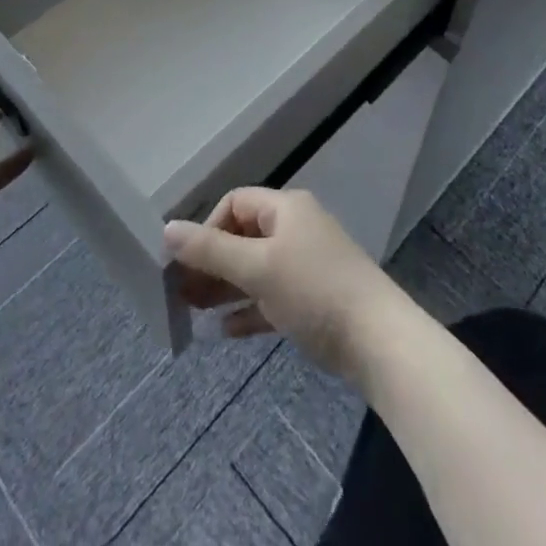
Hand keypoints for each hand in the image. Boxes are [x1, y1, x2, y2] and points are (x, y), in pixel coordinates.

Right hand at [163, 187, 413, 380]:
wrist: (379, 341)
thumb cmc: (314, 290)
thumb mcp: (257, 268)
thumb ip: (211, 250)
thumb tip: (167, 229)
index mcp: (286, 208)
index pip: (235, 204)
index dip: (208, 229)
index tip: (189, 262)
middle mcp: (296, 229)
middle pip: (244, 237)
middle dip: (212, 262)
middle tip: (182, 292)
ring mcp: (307, 265)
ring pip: (256, 269)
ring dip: (226, 287)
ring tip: (195, 311)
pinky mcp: (315, 300)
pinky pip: (273, 297)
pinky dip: (250, 309)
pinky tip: (225, 331)